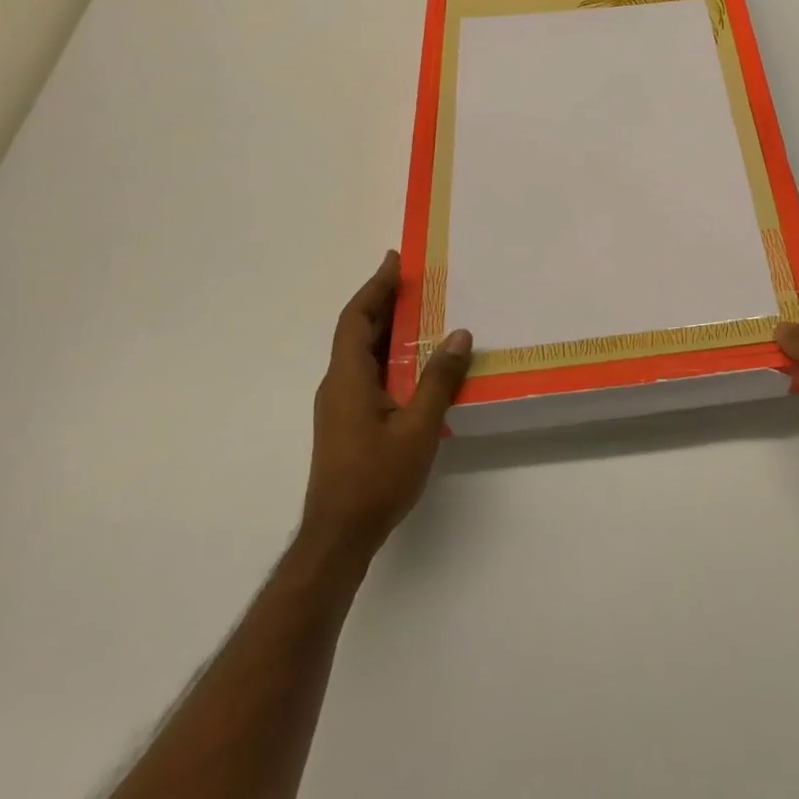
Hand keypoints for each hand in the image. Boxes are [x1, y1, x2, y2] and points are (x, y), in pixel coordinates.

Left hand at [300, 251, 472, 555]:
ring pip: (363, 353)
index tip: (394, 261)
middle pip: (357, 331)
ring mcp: (341, 405)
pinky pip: (368, 372)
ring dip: (388, 328)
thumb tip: (460, 334)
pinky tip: (416, 362)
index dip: (374, 287)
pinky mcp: (348, 422)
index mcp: (347, 378)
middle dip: (383, 301)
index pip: (355, 319)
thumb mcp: (418, 426)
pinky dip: (390, 354)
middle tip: (415, 279)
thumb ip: (439, 379)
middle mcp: (338, 385)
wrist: (339, 537)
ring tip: (422, 311)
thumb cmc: (376, 478)